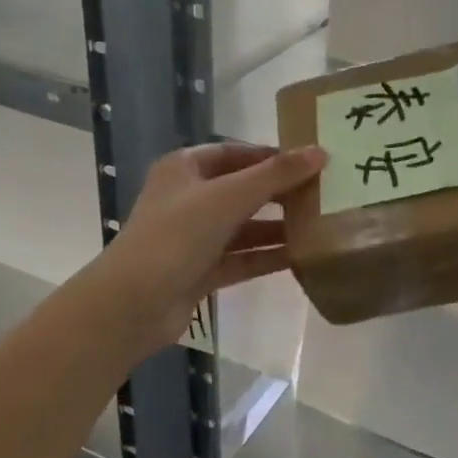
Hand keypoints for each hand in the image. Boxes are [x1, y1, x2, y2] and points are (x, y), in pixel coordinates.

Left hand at [91, 142, 325, 354]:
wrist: (132, 304)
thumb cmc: (176, 236)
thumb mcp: (228, 197)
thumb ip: (275, 175)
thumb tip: (320, 152)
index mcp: (185, 168)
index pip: (236, 153)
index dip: (272, 156)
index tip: (311, 161)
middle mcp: (188, 198)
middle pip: (242, 189)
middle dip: (280, 193)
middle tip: (324, 193)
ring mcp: (193, 237)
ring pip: (244, 227)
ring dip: (277, 227)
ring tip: (321, 225)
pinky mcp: (201, 270)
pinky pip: (241, 258)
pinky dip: (267, 256)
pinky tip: (302, 256)